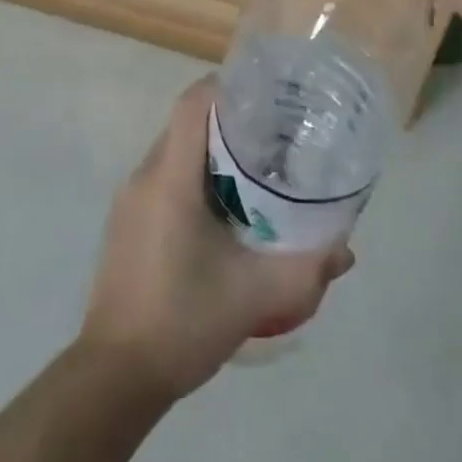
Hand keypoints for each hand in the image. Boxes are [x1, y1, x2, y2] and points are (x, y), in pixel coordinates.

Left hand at [79, 77, 353, 398]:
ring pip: (175, 152)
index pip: (193, 102)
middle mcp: (146, 174)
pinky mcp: (126, 223)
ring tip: (253, 172)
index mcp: (171, 176)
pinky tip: (221, 213)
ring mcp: (131, 199)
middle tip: (271, 137)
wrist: (116, 374)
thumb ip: (305, 270)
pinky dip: (193, 178)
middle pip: (187, 124)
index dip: (225, 87)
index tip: (263, 95)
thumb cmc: (183, 319)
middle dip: (228, 122)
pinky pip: (163, 178)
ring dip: (210, 153)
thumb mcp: (254, 296)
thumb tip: (345, 249)